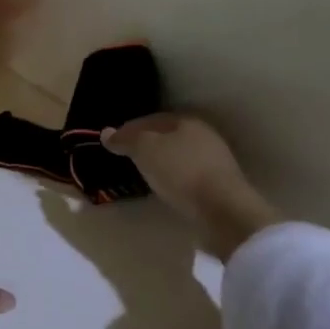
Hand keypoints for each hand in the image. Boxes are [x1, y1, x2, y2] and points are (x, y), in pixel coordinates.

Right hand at [102, 114, 280, 259]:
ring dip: (161, 161)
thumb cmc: (180, 171)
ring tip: (143, 172)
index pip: (150, 119)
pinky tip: (165, 186)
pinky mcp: (219, 183)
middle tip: (127, 156)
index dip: (129, 129)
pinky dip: (173, 176)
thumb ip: (126, 140)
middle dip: (146, 143)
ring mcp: (214, 159)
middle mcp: (203, 134)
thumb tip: (106, 133)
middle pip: (167, 135)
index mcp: (186, 120)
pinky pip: (188, 173)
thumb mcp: (145, 150)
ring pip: (178, 154)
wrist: (222, 209)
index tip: (112, 142)